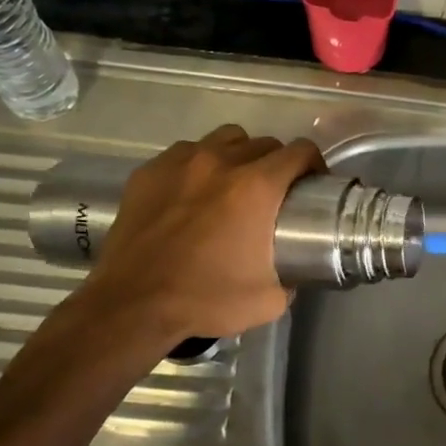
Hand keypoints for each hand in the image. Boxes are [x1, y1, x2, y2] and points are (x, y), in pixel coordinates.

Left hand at [74, 125, 323, 342]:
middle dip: (276, 162)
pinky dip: (198, 165)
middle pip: (263, 143)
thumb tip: (294, 270)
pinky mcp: (149, 171)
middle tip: (273, 192)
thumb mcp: (269, 300)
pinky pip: (186, 153)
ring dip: (238, 155)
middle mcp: (221, 162)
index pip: (299, 152)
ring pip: (224, 139)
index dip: (313, 163)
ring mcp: (181, 162)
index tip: (312, 183)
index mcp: (256, 187)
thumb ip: (291, 277)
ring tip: (233, 184)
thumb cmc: (205, 299)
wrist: (132, 305)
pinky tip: (192, 193)